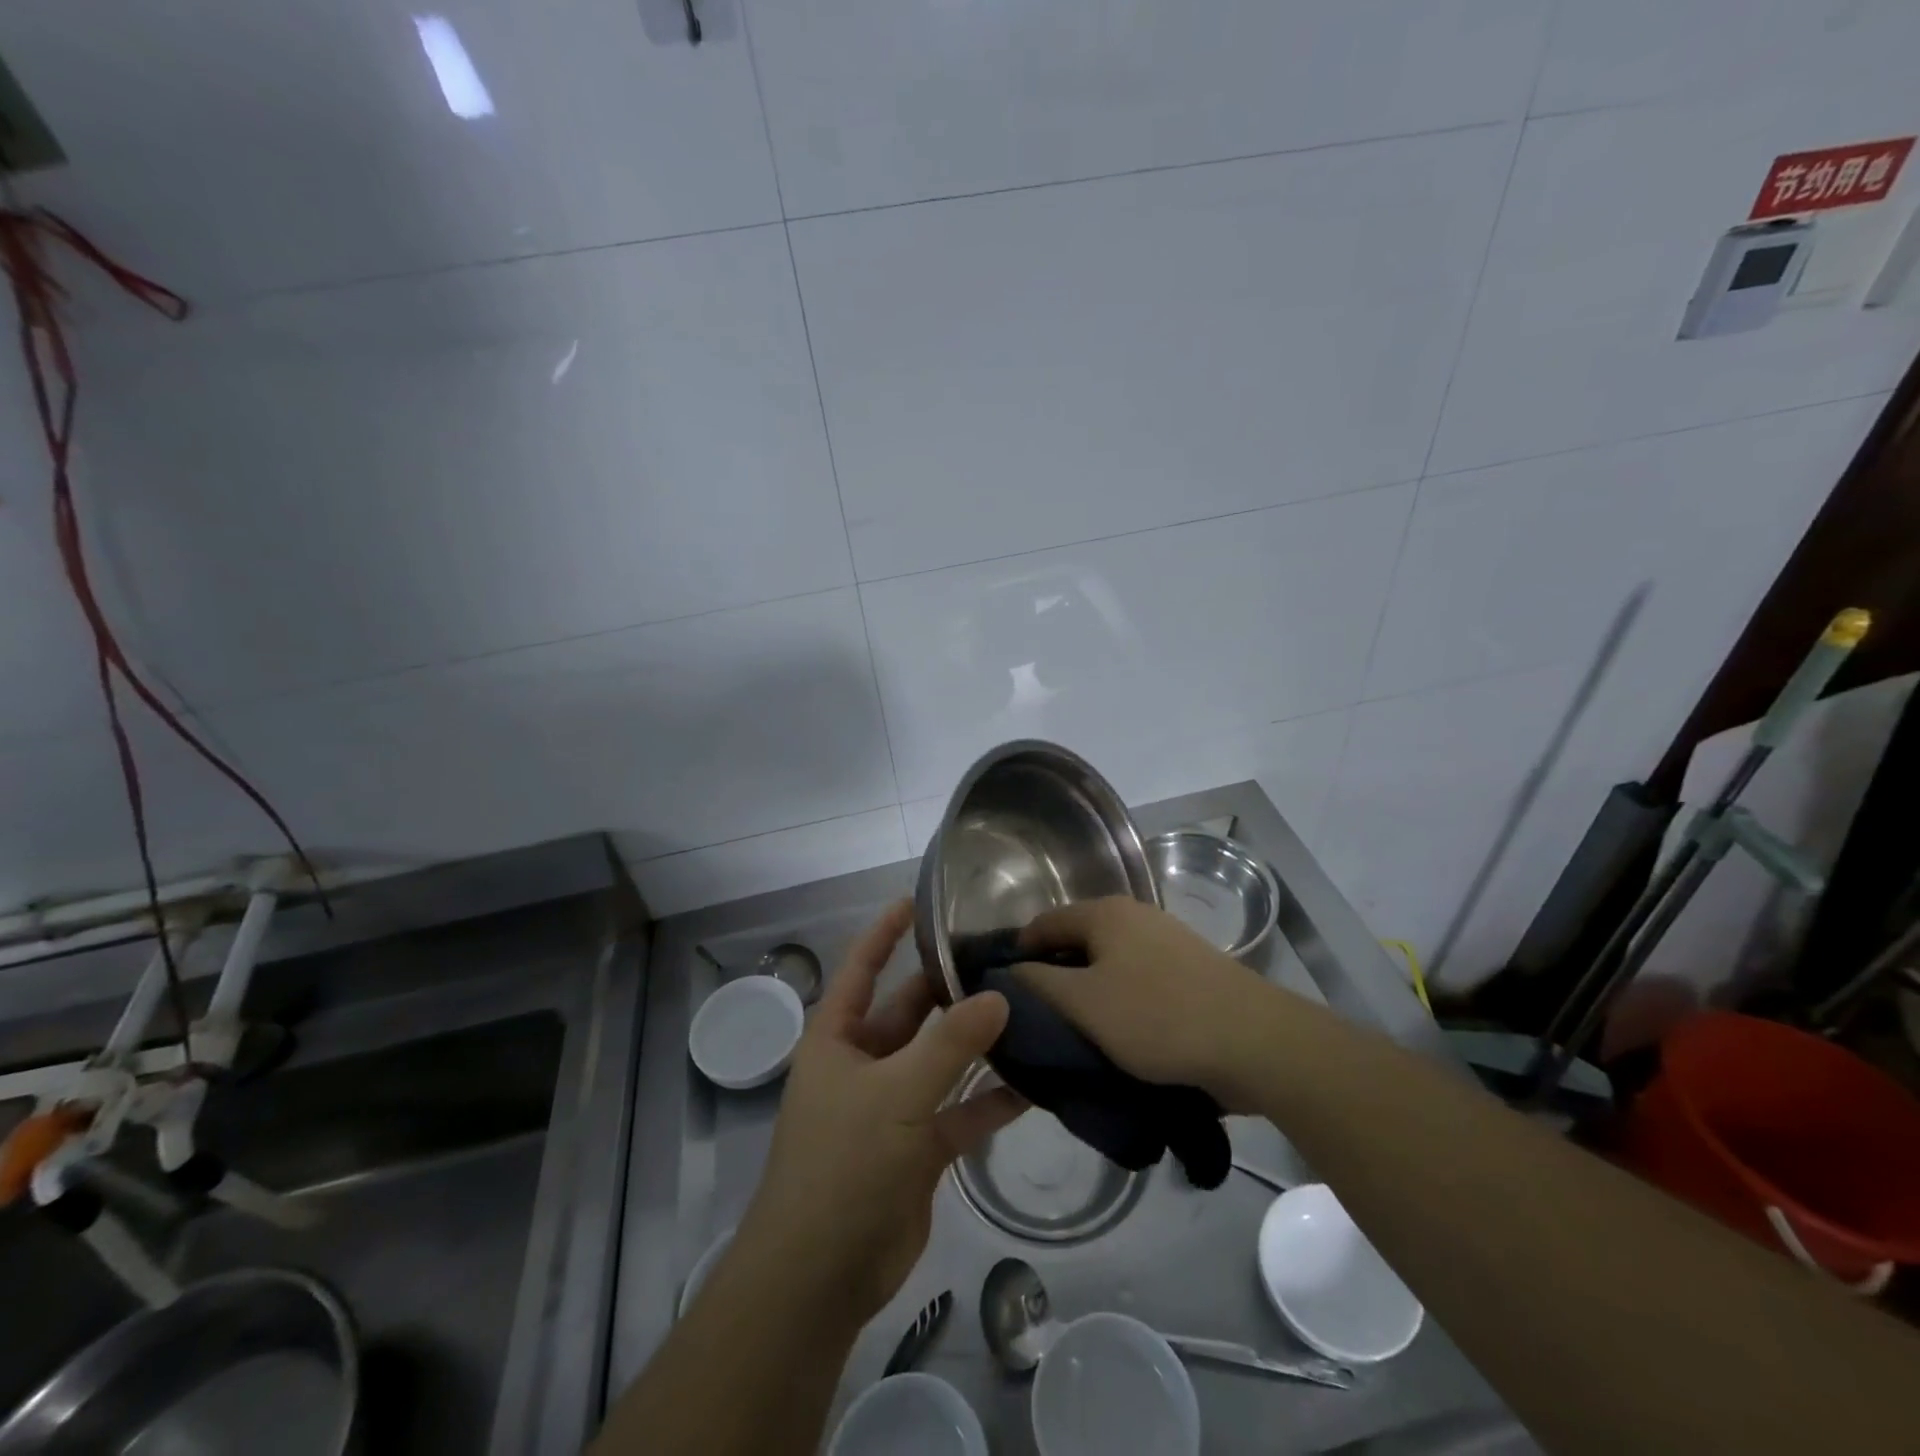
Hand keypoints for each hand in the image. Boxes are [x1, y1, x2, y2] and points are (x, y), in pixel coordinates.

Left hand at [738, 901, 1023, 1325]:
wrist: (821, 1276)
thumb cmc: (843, 1164)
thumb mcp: (896, 1093)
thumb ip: (949, 1045)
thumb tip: (997, 996)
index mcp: (837, 1038)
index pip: (861, 968)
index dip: (885, 932)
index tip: (918, 900)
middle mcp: (863, 1064)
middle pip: (909, 1012)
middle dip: (948, 988)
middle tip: (1000, 958)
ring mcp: (892, 1107)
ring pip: (940, 1061)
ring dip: (976, 1043)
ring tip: (1027, 1009)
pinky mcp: (919, 1147)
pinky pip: (959, 1112)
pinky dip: (990, 1101)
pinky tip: (1033, 1082)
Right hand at [1015, 897, 1305, 1111]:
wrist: (1255, 1042)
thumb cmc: (1158, 1017)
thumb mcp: (1084, 1004)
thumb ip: (1038, 984)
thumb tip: (1010, 972)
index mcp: (1104, 913)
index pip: (1041, 925)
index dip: (1017, 957)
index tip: (1003, 998)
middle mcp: (1134, 915)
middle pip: (1075, 942)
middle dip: (1052, 978)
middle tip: (1036, 1021)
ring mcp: (1166, 940)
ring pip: (1107, 964)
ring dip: (1087, 994)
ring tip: (1074, 1034)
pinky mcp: (1190, 970)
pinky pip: (1137, 980)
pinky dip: (1119, 1002)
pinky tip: (1119, 1036)